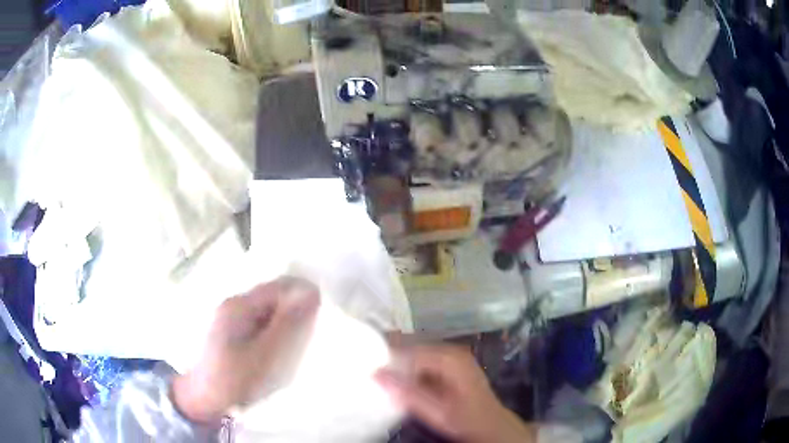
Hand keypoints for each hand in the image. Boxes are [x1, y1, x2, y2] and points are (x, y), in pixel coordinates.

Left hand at [172, 277, 319, 423]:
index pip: (279, 286)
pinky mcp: (232, 332)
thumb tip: (311, 293)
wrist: (203, 399)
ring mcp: (231, 318)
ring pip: (268, 312)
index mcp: (239, 305)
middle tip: (312, 334)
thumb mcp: (264, 354)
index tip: (322, 317)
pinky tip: (280, 351)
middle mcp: (234, 304)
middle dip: (294, 311)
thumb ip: (287, 323)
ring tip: (299, 345)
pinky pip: (260, 324)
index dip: (302, 297)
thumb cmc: (233, 378)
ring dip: (285, 324)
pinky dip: (274, 333)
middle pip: (273, 297)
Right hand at [375, 345, 534, 442]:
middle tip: (367, 369)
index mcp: (449, 358)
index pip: (409, 350)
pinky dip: (409, 370)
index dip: (386, 358)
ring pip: (415, 355)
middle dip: (390, 359)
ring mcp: (451, 356)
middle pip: (412, 348)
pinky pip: (422, 362)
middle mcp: (450, 351)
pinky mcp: (449, 365)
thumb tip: (377, 374)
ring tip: (377, 374)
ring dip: (398, 365)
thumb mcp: (437, 411)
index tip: (364, 366)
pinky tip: (397, 381)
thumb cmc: (465, 419)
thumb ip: (408, 394)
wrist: (490, 425)